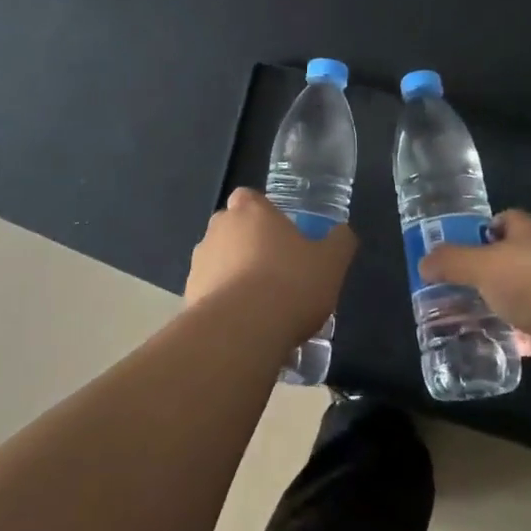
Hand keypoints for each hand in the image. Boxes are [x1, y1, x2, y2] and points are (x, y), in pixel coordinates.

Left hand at [185, 188, 356, 348]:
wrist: (242, 332)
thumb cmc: (290, 284)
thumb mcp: (331, 263)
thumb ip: (339, 242)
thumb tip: (342, 233)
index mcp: (251, 210)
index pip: (250, 198)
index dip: (263, 213)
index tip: (280, 234)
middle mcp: (219, 228)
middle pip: (232, 228)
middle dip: (248, 244)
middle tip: (275, 270)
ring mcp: (199, 262)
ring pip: (218, 261)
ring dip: (233, 274)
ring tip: (260, 305)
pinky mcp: (188, 296)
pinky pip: (209, 293)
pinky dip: (223, 304)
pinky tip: (244, 326)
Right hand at [417, 210, 530, 376]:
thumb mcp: (483, 265)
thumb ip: (452, 262)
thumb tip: (423, 262)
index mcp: (530, 233)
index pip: (505, 222)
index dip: (482, 231)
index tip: (459, 248)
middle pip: (511, 261)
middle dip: (487, 274)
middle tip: (454, 289)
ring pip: (520, 298)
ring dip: (500, 308)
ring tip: (465, 320)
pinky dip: (514, 340)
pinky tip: (491, 347)